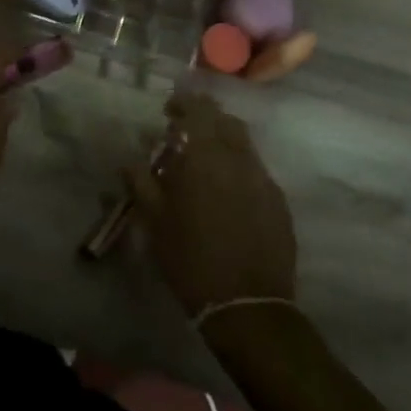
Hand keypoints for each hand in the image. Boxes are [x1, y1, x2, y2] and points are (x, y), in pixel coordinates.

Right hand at [125, 92, 296, 315]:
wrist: (247, 306)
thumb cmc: (190, 259)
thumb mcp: (154, 221)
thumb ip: (141, 182)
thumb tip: (131, 160)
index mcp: (206, 156)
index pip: (198, 110)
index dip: (183, 103)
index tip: (168, 111)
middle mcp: (238, 158)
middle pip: (225, 121)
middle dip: (205, 119)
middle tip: (185, 133)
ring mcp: (263, 179)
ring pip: (244, 144)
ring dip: (223, 142)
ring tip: (205, 162)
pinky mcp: (279, 202)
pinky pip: (256, 171)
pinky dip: (239, 169)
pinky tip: (227, 192)